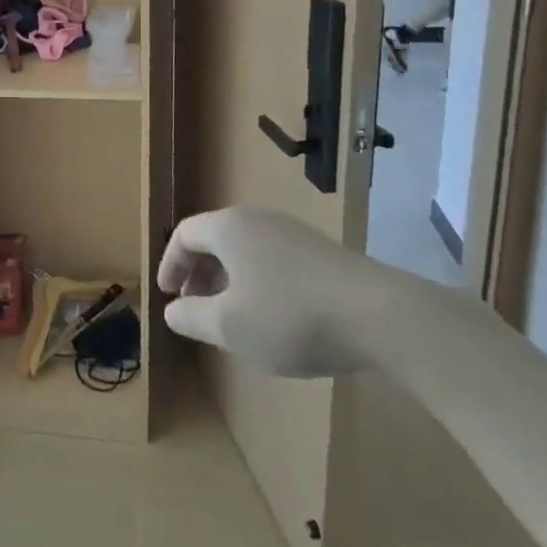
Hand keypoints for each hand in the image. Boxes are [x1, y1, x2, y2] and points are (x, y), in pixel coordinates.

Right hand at [157, 205, 411, 378]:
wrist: (379, 316)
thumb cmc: (290, 317)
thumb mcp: (230, 326)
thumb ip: (192, 317)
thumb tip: (171, 311)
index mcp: (229, 228)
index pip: (184, 234)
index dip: (169, 264)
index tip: (167, 295)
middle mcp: (258, 220)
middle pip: (215, 239)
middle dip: (198, 273)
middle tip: (194, 306)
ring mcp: (294, 233)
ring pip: (246, 250)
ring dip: (228, 279)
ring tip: (231, 316)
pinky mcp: (321, 252)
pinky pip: (274, 259)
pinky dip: (258, 282)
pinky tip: (274, 317)